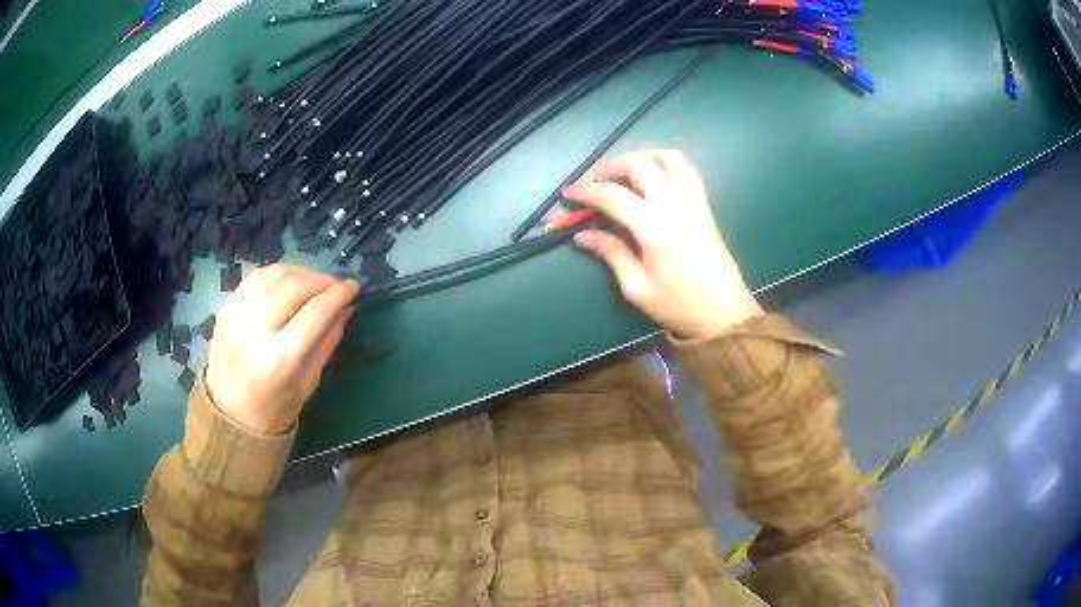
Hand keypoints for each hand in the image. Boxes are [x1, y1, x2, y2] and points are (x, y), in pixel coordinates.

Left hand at [205, 265, 359, 433]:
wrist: (228, 415)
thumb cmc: (274, 408)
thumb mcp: (309, 383)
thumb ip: (327, 342)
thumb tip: (346, 308)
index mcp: (278, 360)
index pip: (315, 313)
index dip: (338, 295)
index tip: (354, 288)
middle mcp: (254, 331)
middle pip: (295, 287)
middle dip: (322, 281)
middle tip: (337, 286)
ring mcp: (236, 315)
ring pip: (276, 275)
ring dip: (302, 273)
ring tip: (316, 283)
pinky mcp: (226, 307)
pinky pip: (257, 276)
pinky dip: (280, 273)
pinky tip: (291, 282)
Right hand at [563, 149, 761, 339]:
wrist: (724, 312)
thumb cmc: (679, 305)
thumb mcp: (637, 287)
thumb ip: (611, 254)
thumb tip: (581, 235)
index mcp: (653, 228)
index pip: (612, 195)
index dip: (585, 191)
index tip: (568, 193)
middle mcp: (673, 205)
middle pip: (638, 164)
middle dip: (611, 167)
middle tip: (598, 183)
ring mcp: (693, 201)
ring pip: (667, 157)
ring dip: (641, 156)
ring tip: (626, 172)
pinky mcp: (705, 204)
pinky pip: (686, 169)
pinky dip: (666, 162)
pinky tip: (654, 176)